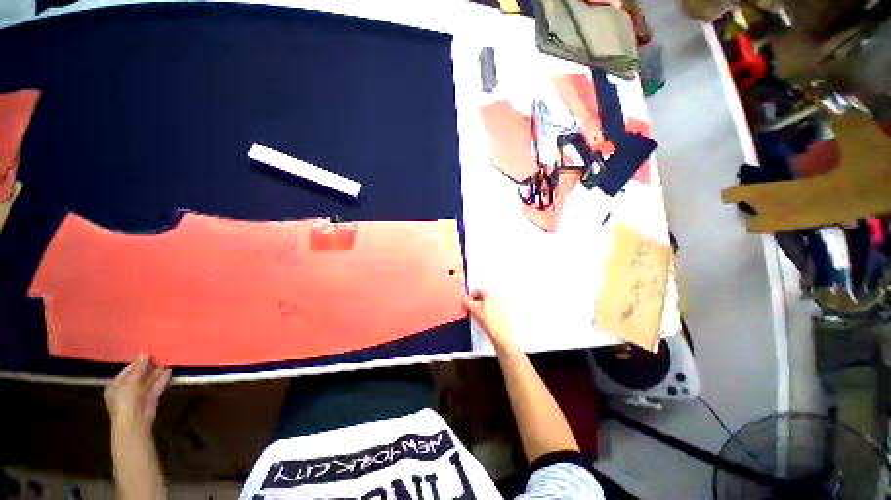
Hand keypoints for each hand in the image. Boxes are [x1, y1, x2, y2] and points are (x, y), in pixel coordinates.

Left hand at [104, 355, 170, 432]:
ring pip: (149, 381)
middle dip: (148, 367)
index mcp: (116, 385)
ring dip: (157, 373)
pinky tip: (169, 371)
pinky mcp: (151, 398)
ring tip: (166, 361)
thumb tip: (144, 352)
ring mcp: (139, 395)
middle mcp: (127, 389)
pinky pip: (156, 387)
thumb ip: (139, 367)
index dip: (136, 363)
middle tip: (158, 356)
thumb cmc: (126, 400)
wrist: (135, 420)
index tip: (147, 354)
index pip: (127, 371)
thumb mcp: (131, 381)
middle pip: (139, 376)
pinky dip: (162, 379)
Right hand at [462, 290, 515, 350]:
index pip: (476, 290)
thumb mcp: (473, 309)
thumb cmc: (489, 321)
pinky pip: (493, 308)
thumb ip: (466, 302)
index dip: (469, 296)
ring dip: (481, 307)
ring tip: (478, 315)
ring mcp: (501, 304)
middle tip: (471, 309)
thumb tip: (464, 299)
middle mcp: (497, 296)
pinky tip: (485, 319)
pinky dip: (488, 311)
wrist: (500, 333)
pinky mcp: (503, 312)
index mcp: (489, 293)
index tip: (466, 303)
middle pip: (483, 296)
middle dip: (476, 302)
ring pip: (488, 303)